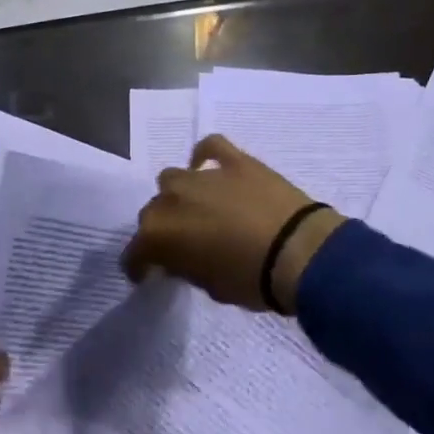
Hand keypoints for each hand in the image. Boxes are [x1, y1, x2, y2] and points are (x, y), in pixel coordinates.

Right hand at [121, 134, 346, 312]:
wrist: (298, 252)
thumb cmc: (251, 280)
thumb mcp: (210, 287)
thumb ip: (187, 268)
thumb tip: (182, 259)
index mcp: (159, 234)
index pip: (135, 252)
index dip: (140, 266)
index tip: (148, 275)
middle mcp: (172, 199)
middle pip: (154, 212)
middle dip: (162, 229)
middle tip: (181, 245)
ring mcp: (202, 175)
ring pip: (174, 180)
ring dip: (180, 195)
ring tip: (197, 209)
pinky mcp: (234, 161)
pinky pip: (211, 147)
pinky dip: (205, 155)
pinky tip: (209, 166)